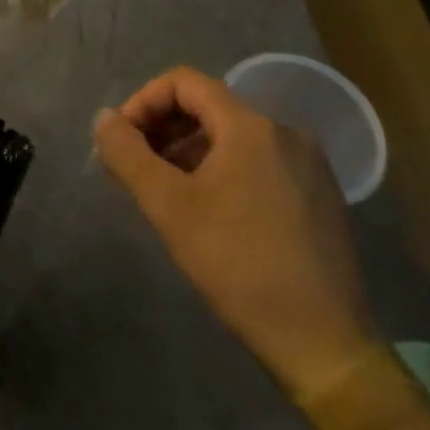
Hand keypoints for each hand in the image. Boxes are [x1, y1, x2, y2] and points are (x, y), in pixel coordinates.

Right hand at [93, 67, 379, 400]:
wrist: (325, 346)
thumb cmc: (239, 266)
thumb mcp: (169, 207)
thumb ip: (127, 154)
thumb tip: (104, 118)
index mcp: (251, 126)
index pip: (184, 83)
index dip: (143, 102)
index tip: (122, 141)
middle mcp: (285, 132)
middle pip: (208, 106)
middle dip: (163, 128)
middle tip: (135, 167)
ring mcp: (308, 165)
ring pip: (232, 136)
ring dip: (189, 150)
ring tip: (165, 190)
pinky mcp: (319, 195)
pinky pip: (258, 161)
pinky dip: (222, 169)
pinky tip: (208, 209)